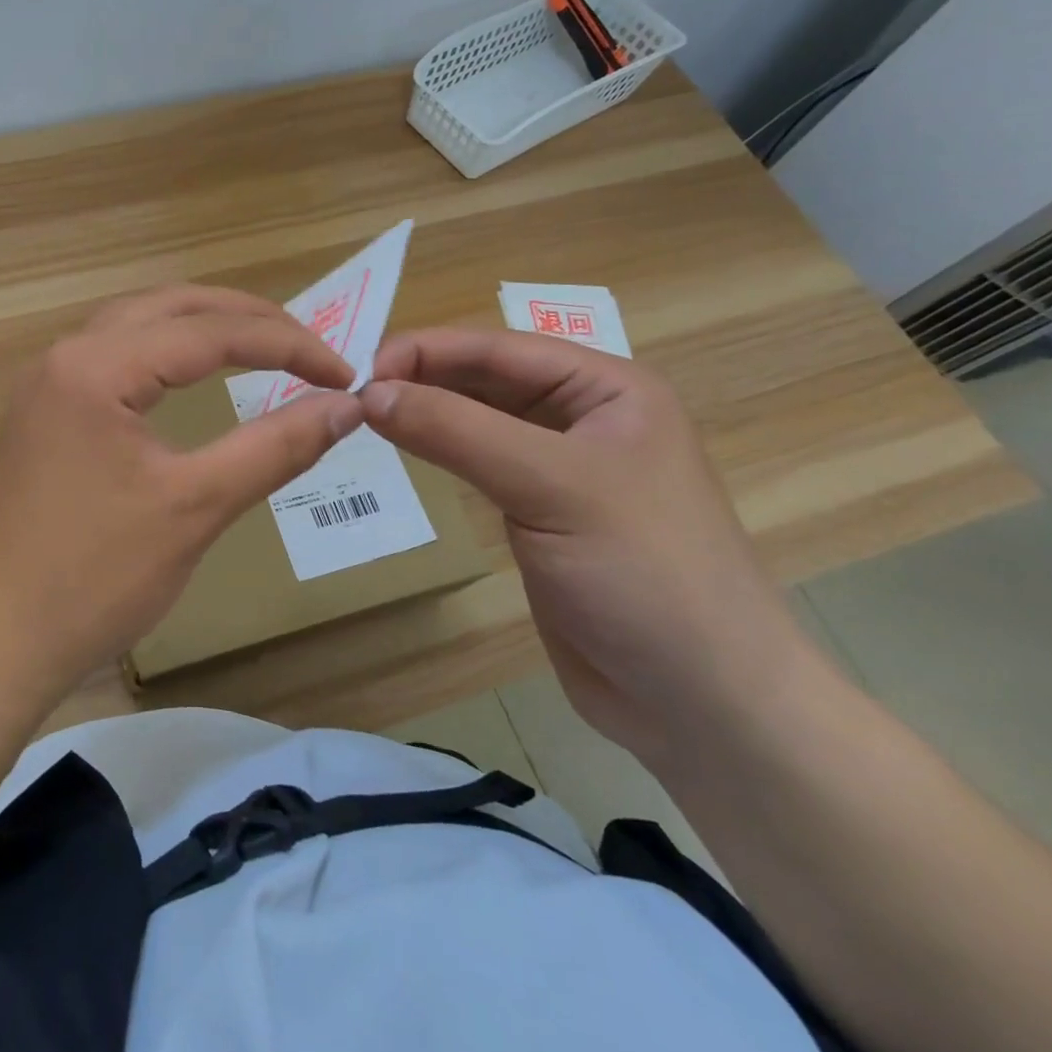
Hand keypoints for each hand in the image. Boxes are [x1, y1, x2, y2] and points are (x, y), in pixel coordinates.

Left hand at [0, 286, 363, 707]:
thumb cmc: (95, 577)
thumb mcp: (196, 506)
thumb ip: (275, 447)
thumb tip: (348, 407)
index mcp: (95, 364)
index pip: (209, 332)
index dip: (287, 346)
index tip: (344, 375)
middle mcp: (65, 354)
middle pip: (170, 308)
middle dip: (246, 319)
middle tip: (309, 346)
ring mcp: (47, 383)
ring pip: (138, 326)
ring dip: (202, 328)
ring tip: (262, 346)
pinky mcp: (44, 414)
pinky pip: (114, 357)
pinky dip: (166, 354)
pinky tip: (189, 374)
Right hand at [361, 328, 810, 763]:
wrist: (702, 703)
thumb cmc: (645, 573)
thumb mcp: (550, 486)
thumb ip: (456, 431)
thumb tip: (370, 393)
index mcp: (606, 388)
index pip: (498, 348)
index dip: (426, 350)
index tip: (358, 369)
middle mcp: (582, 417)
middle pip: (485, 379)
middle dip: (420, 378)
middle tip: (349, 393)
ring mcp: (559, 467)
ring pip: (476, 421)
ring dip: (424, 413)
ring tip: (363, 416)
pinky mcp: (538, 513)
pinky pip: (477, 464)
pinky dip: (437, 451)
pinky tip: (402, 449)